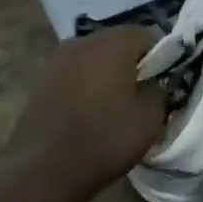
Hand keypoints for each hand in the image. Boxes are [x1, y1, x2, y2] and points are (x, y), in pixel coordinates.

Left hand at [12, 27, 168, 200]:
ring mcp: (56, 60)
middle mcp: (82, 41)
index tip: (163, 83)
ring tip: (113, 106)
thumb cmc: (105, 138)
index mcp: (112, 43)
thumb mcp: (150, 119)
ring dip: (105, 75)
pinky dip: (83, 86)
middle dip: (130, 64)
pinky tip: (87, 112)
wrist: (44, 166)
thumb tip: (154, 84)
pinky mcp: (39, 80)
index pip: (146, 35)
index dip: (160, 58)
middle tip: (140, 95)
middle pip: (115, 44)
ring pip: (91, 59)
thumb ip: (159, 92)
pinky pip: (72, 75)